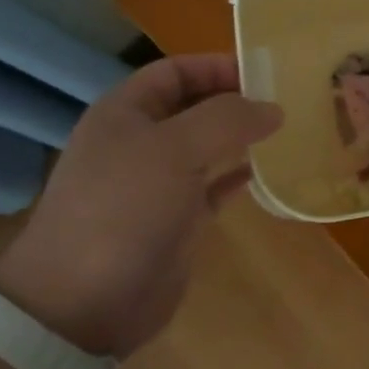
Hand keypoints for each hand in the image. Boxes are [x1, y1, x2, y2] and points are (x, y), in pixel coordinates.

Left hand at [0, 54, 282, 356]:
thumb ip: (228, 119)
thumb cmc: (124, 207)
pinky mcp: (174, 221)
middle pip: (193, 107)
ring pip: (205, 147)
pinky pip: (212, 187)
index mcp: (125, 113)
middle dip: (234, 101)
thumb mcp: (176, 148)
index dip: (216, 66)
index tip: (264, 73)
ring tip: (284, 132)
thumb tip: (273, 108)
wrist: (84, 302)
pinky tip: (265, 173)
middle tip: (283, 101)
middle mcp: (139, 142)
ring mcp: (156, 184)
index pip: (175, 71)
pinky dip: (236, 177)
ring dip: (240, 138)